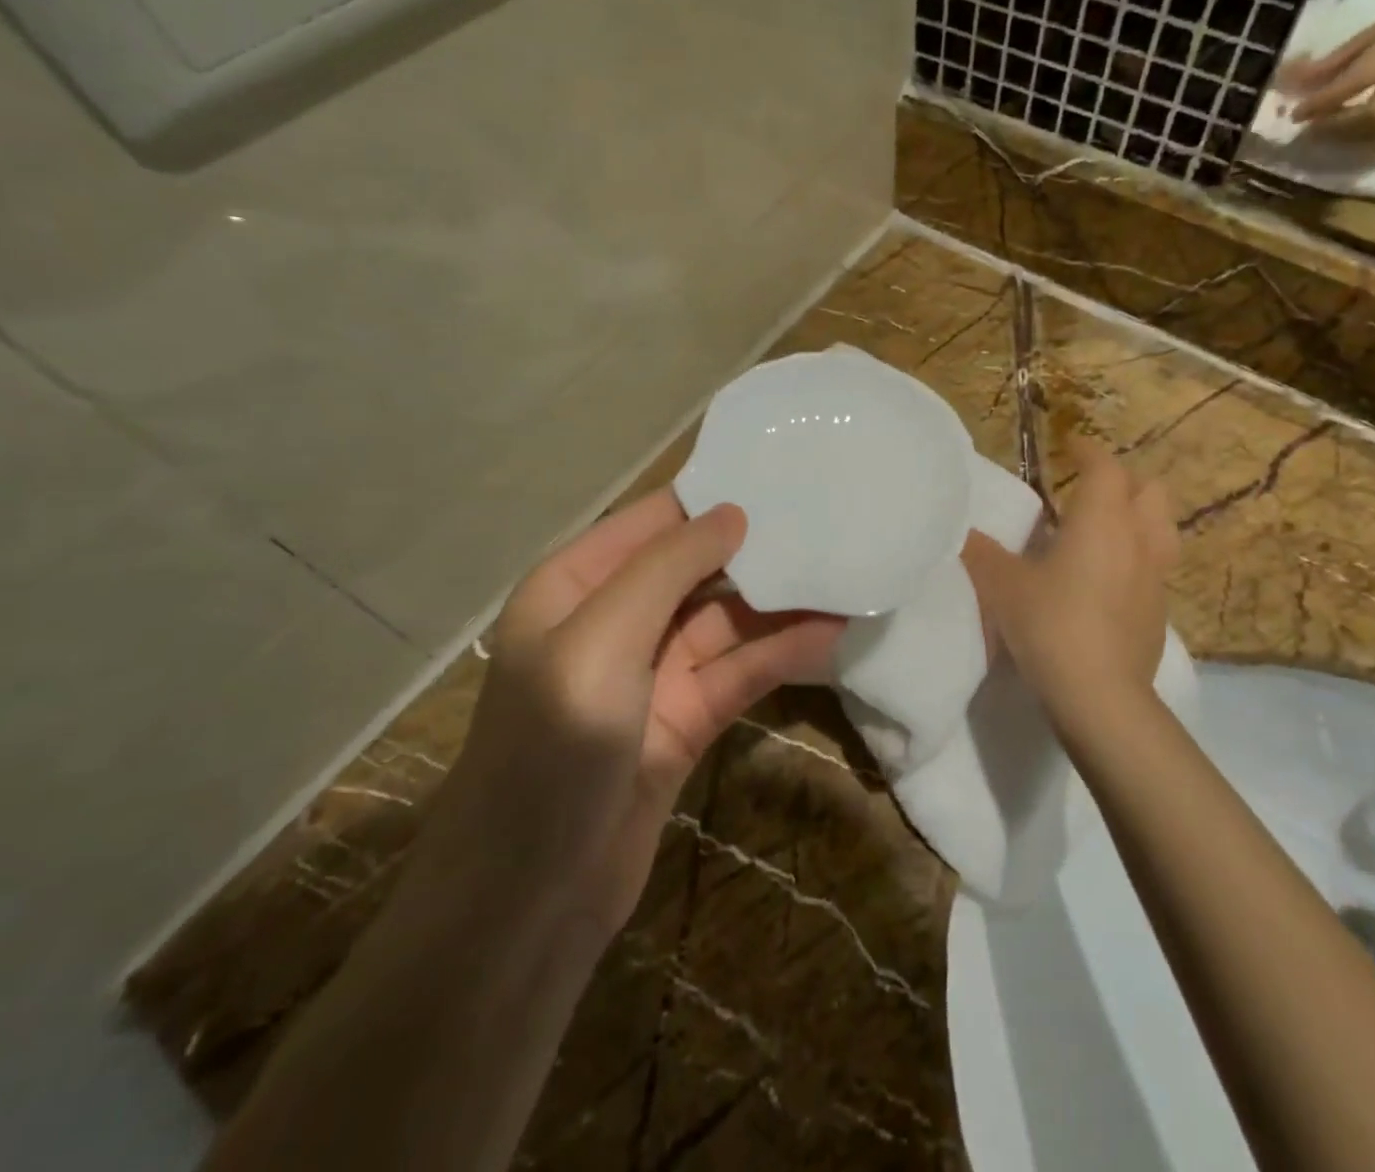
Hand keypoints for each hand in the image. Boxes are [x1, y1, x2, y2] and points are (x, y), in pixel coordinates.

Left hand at [430, 492, 842, 942]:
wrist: (530, 899)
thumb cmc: (552, 745)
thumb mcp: (601, 639)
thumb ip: (668, 568)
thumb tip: (732, 512)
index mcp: (574, 586)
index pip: (651, 523)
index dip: (710, 500)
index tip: (778, 475)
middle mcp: (614, 621)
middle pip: (696, 569)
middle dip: (755, 550)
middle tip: (827, 522)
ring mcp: (653, 673)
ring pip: (727, 622)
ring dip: (781, 605)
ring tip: (844, 578)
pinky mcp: (686, 719)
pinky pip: (740, 672)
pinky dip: (781, 654)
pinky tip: (830, 635)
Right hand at [962, 438, 1178, 728]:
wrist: (1101, 697)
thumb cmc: (1051, 625)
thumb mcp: (1002, 586)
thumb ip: (981, 552)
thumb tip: (960, 531)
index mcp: (1101, 521)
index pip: (1105, 467)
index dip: (1088, 450)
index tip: (1069, 444)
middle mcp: (1138, 539)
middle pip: (1150, 490)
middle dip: (1123, 481)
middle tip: (1089, 490)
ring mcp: (1156, 577)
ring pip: (1162, 528)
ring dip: (1139, 517)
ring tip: (1107, 529)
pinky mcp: (1160, 611)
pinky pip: (1156, 567)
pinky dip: (1137, 557)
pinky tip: (1108, 580)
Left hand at [1276, 0, 1374, 140]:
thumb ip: (1336, 59)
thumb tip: (1294, 80)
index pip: (1351, 84)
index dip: (1320, 103)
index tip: (1295, 114)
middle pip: (1369, 114)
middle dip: (1335, 125)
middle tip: (1309, 128)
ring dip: (1346, 138)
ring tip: (1323, 134)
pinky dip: (1366, 142)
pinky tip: (1347, 139)